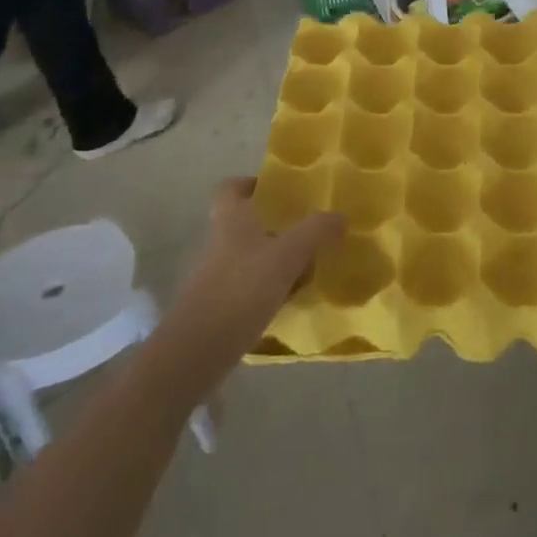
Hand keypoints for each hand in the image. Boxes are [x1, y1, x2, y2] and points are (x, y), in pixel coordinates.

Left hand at [163, 179, 344, 361]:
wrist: (195, 352)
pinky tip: (289, 301)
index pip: (231, 188)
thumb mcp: (288, 256)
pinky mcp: (217, 306)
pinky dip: (268, 289)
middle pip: (245, 223)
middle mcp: (218, 243)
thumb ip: (316, 232)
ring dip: (276, 260)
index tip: (279, 192)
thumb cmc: (241, 291)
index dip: (252, 184)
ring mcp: (214, 276)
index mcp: (231, 220)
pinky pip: (248, 287)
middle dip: (276, 227)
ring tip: (307, 269)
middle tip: (307, 232)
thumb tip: (341, 216)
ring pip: (250, 257)